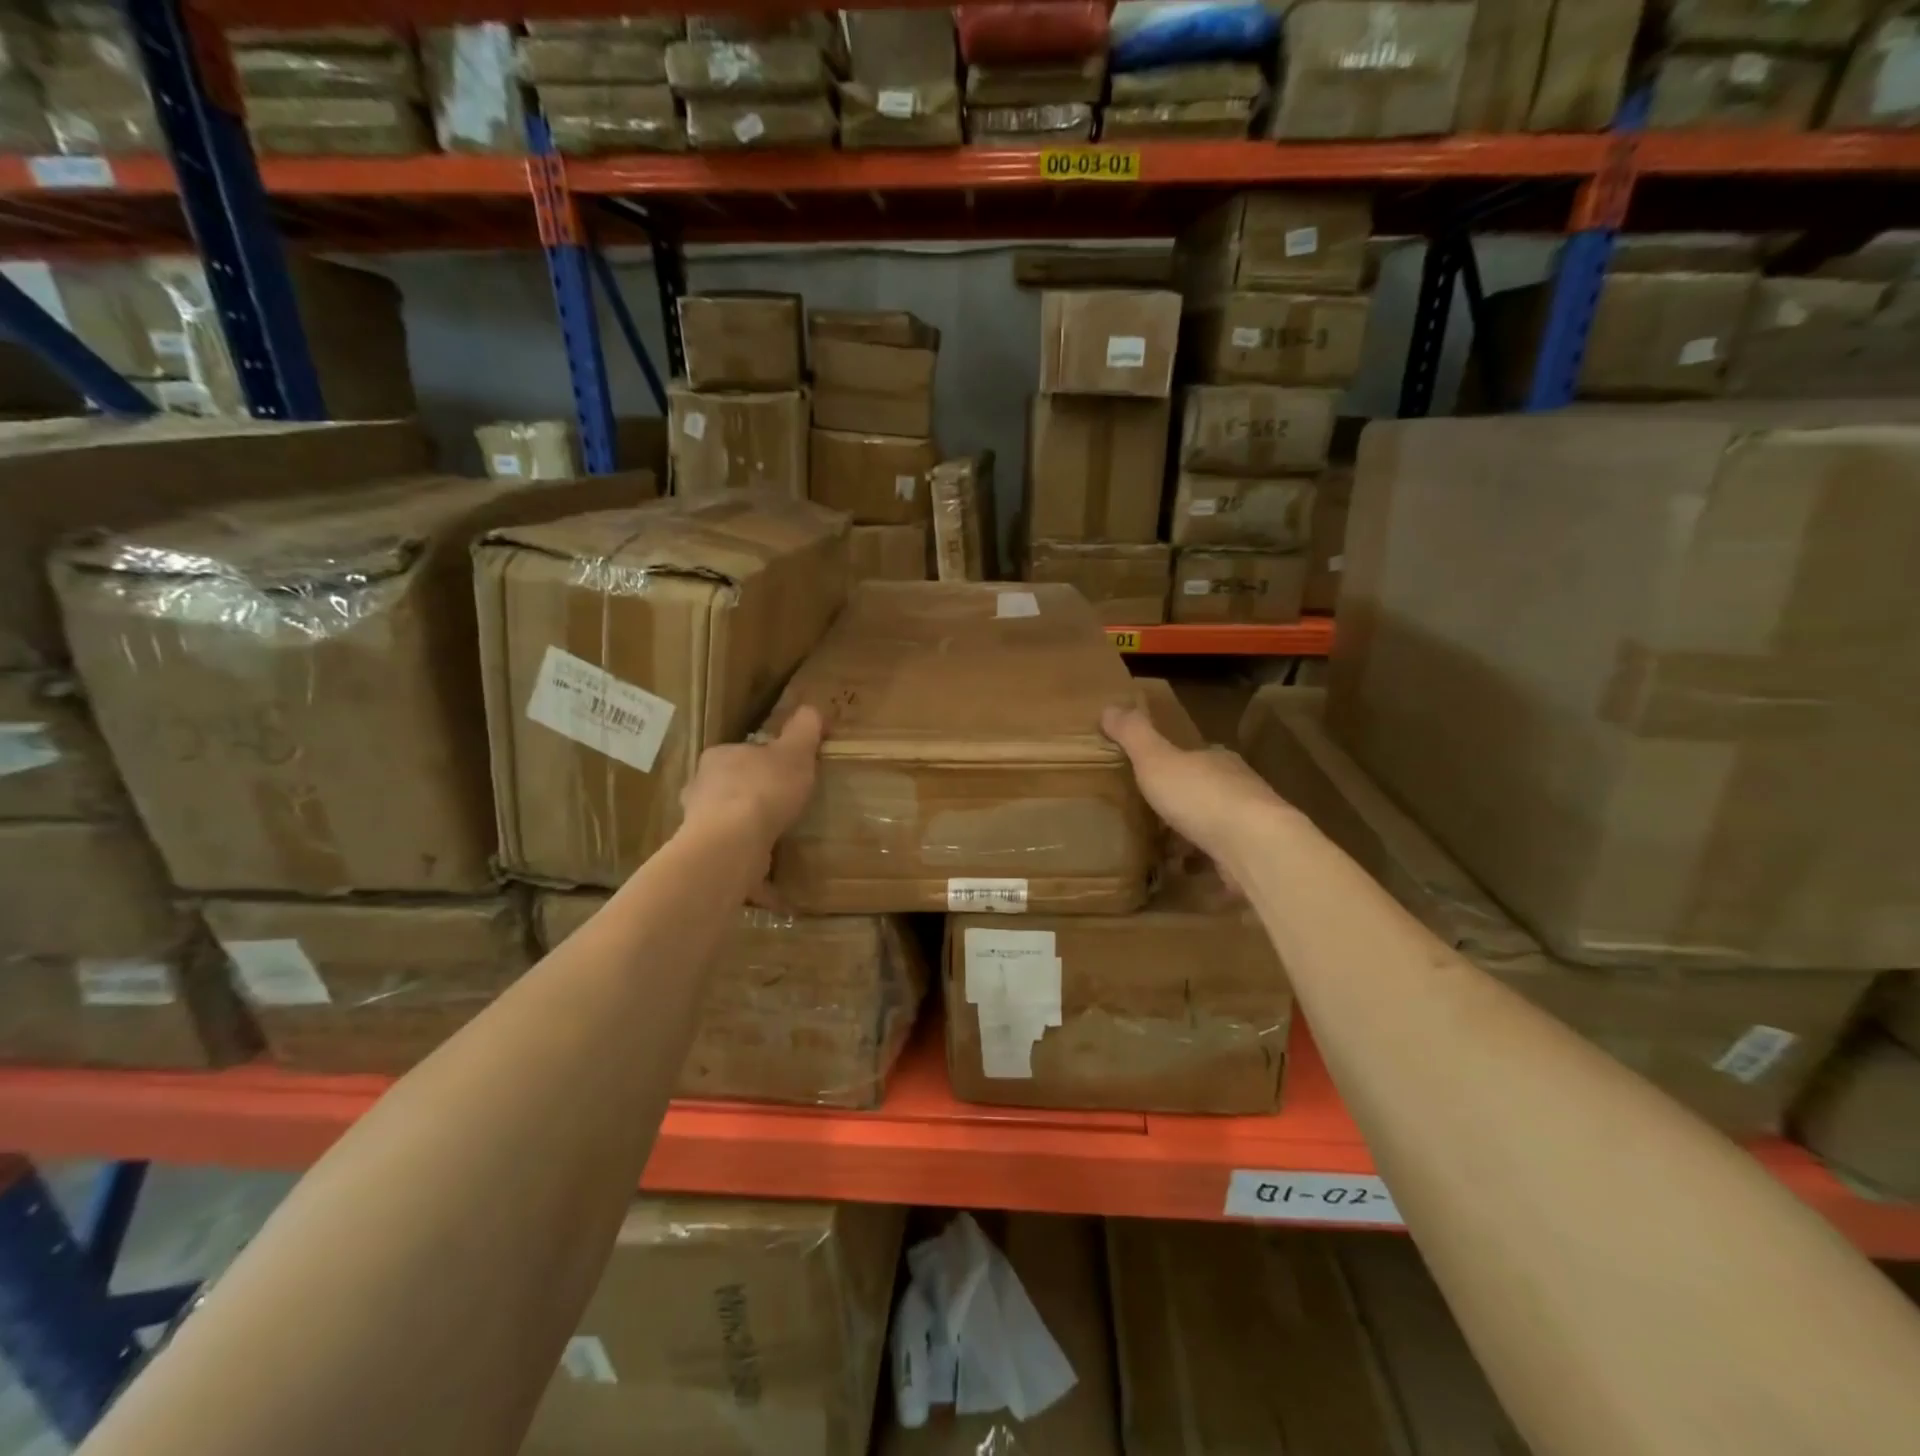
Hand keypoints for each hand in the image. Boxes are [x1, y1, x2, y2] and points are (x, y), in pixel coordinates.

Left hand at [680, 707, 824, 866]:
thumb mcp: (794, 751)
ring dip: (746, 833)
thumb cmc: (763, 789)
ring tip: (775, 845)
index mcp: (719, 758)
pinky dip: (750, 868)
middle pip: (730, 789)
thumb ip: (804, 729)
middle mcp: (701, 789)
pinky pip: (733, 860)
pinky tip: (772, 885)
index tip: (786, 774)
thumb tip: (812, 710)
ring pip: (726, 825)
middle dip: (750, 798)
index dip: (764, 762)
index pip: (742, 754)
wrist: (732, 842)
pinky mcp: (706, 857)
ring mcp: (699, 826)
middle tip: (781, 809)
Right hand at [1100, 704, 1288, 877]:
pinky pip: (1221, 857)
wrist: (1254, 846)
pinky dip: (1203, 862)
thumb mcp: (1156, 759)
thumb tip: (1109, 707)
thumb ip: (1134, 735)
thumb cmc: (1201, 797)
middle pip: (1206, 790)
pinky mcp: (1253, 857)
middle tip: (1152, 815)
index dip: (1173, 763)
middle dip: (1183, 801)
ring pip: (1216, 824)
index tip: (1151, 775)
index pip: (1195, 756)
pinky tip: (1185, 872)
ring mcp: (1249, 824)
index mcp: (1217, 760)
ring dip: (1193, 834)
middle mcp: (1238, 787)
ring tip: (1163, 849)